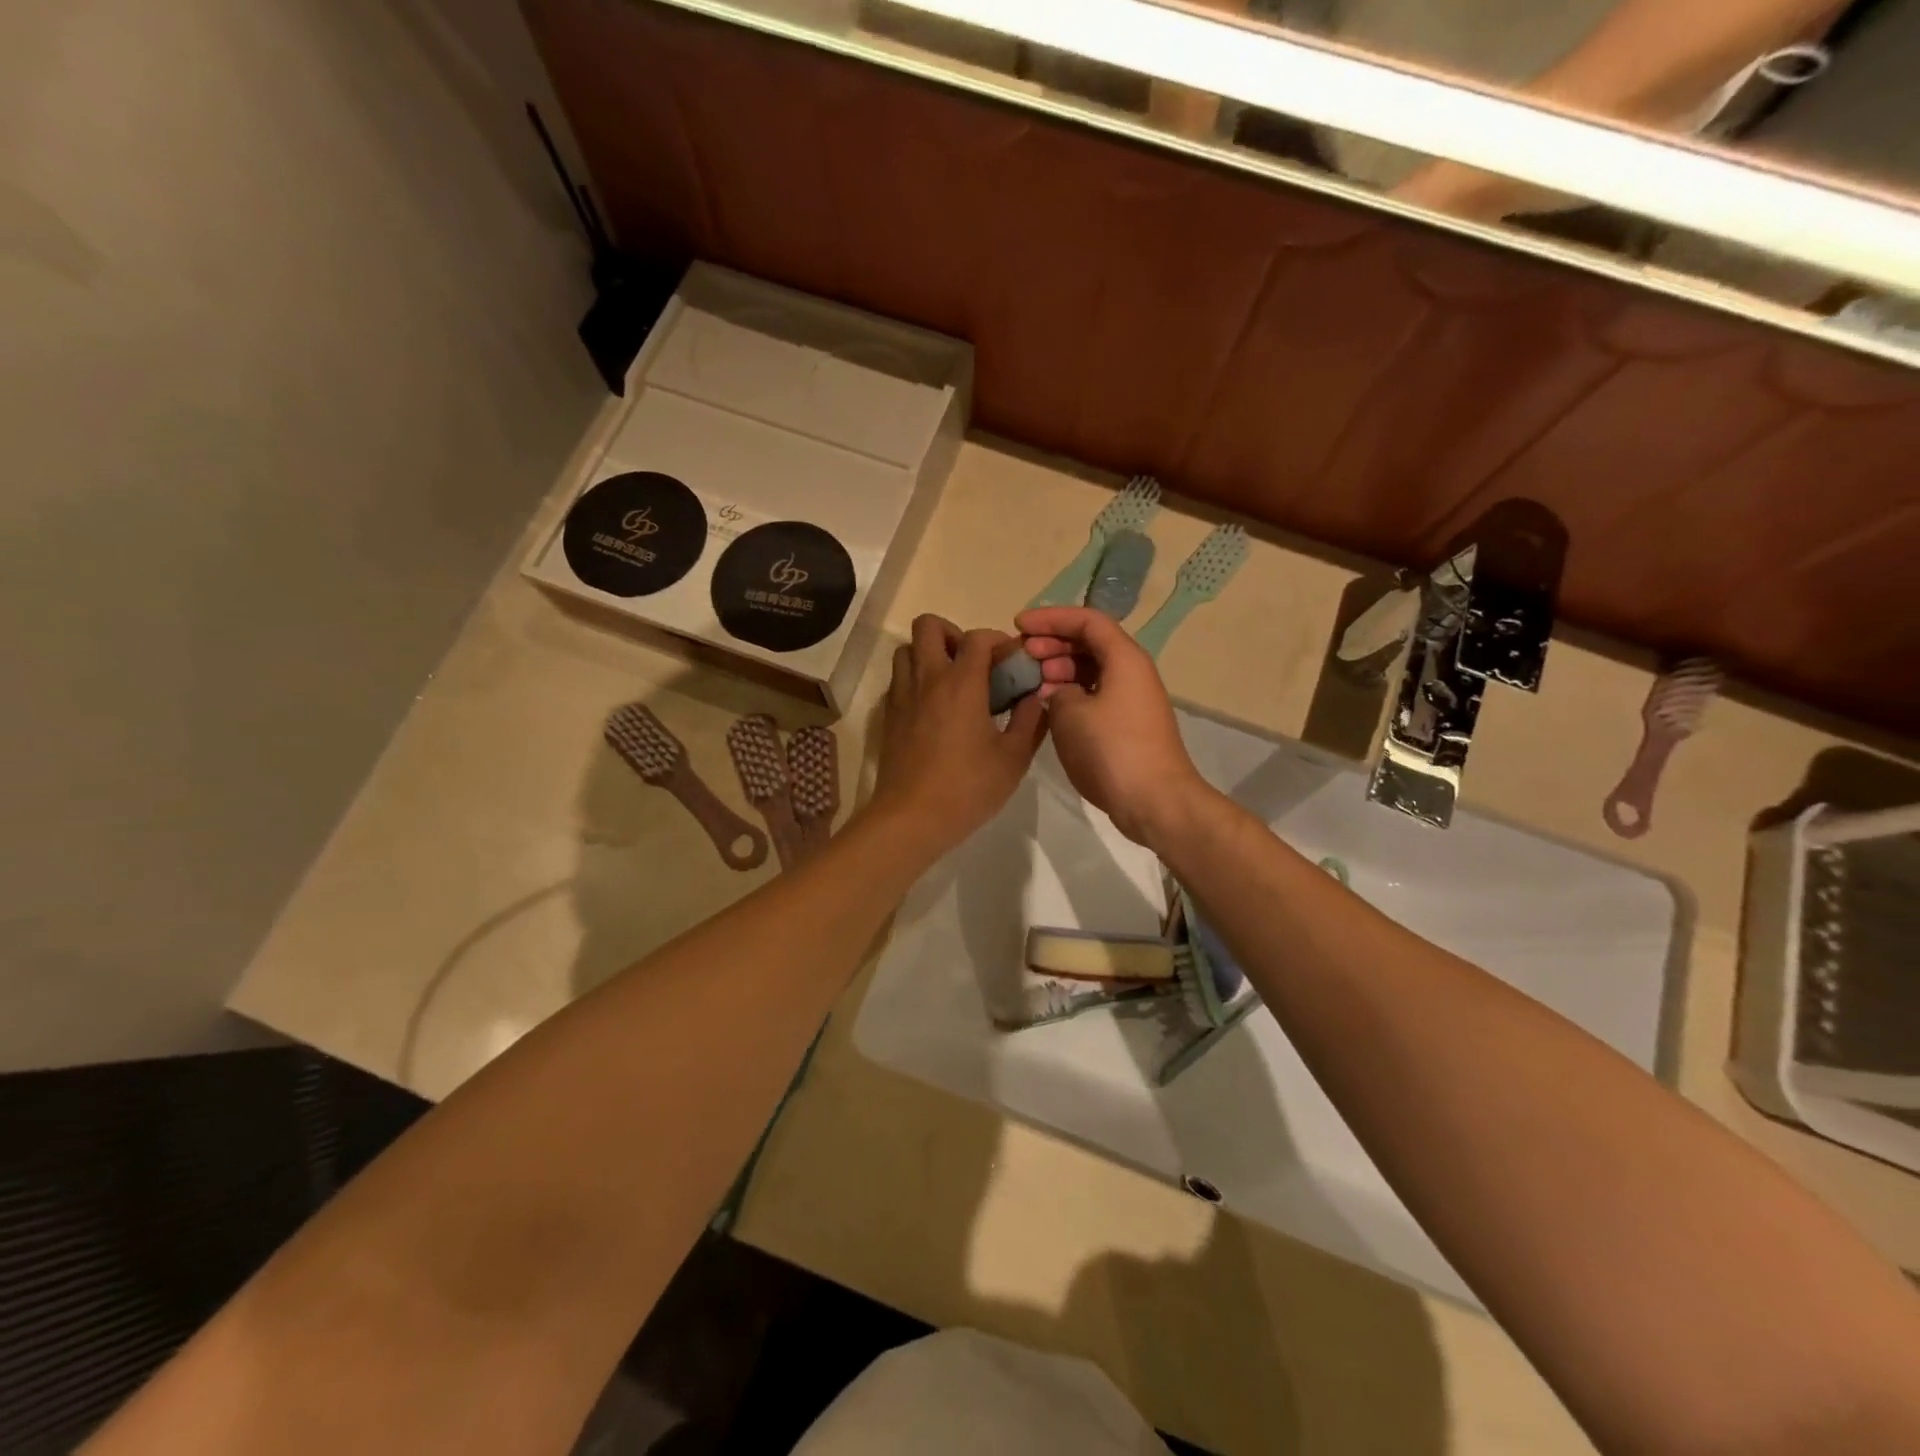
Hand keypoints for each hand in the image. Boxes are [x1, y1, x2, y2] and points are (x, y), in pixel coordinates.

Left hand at [868, 615, 1047, 859]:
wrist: (911, 818)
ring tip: (951, 682)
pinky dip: (915, 679)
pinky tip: (933, 708)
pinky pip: (898, 679)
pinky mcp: (889, 716)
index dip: (998, 640)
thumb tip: (1037, 698)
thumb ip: (1030, 721)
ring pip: (907, 649)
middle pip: (928, 626)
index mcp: (961, 683)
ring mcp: (902, 695)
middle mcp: (928, 679)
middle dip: (953, 633)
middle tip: (972, 662)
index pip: (978, 637)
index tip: (1011, 661)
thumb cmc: (968, 788)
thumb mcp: (1013, 758)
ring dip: (929, 654)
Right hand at [1017, 607, 1210, 846]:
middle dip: (1053, 643)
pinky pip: (1095, 695)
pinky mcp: (1127, 726)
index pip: (1086, 621)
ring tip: (1031, 682)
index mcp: (1124, 658)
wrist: (1155, 801)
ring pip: (1091, 670)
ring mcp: (1132, 700)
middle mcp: (1132, 672)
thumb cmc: (1112, 749)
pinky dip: (1071, 694)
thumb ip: (1057, 690)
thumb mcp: (1070, 712)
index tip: (1018, 625)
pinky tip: (1048, 706)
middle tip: (1022, 655)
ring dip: (1060, 670)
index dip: (1050, 618)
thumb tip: (1059, 692)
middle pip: (1090, 643)